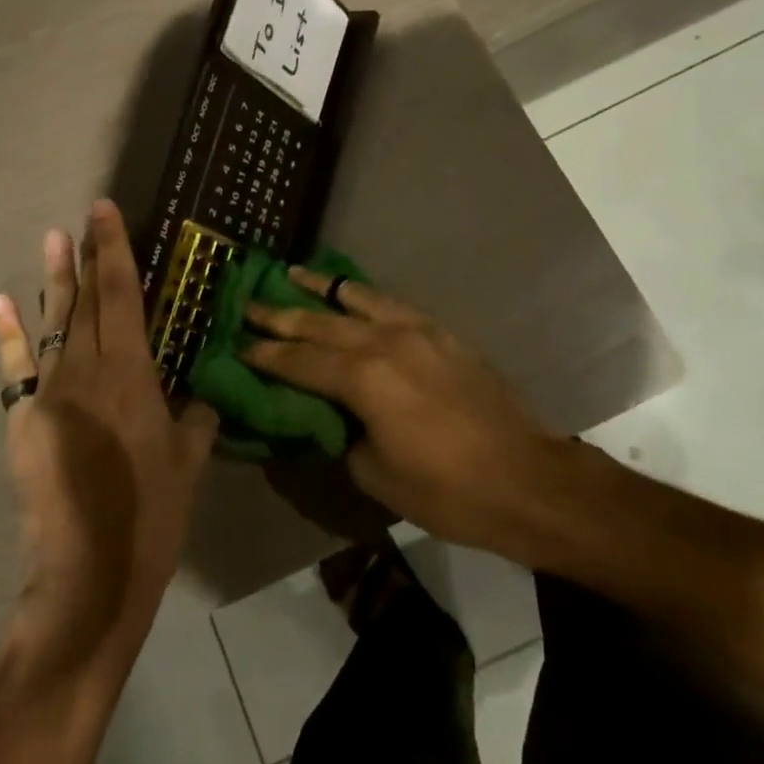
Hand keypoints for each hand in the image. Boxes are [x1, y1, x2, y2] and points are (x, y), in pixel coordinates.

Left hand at [0, 201, 218, 666]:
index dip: (114, 249)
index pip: (122, 295)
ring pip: (53, 323)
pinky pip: (15, 367)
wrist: (88, 576)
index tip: (105, 210)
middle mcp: (86, 371)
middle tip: (85, 216)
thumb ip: (197, 419)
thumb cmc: (152, 516)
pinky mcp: (22, 420)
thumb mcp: (190, 462)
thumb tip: (201, 398)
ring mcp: (48, 393)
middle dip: (87, 256)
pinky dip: (8, 332)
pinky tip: (1, 300)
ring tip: (52, 237)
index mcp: (131, 374)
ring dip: (53, 280)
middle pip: (86, 301)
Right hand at [242, 271, 579, 555]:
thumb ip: (343, 436)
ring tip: (292, 273)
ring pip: (356, 300)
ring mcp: (416, 331)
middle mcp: (384, 342)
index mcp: (364, 379)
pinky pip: (391, 303)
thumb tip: (330, 417)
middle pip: (320, 323)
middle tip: (248, 302)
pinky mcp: (440, 332)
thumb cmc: (448, 490)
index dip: (265, 354)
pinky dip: (363, 295)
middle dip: (281, 315)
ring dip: (321, 288)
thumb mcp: (377, 475)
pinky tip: (351, 293)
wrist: (526, 477)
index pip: (300, 361)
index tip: (236, 343)